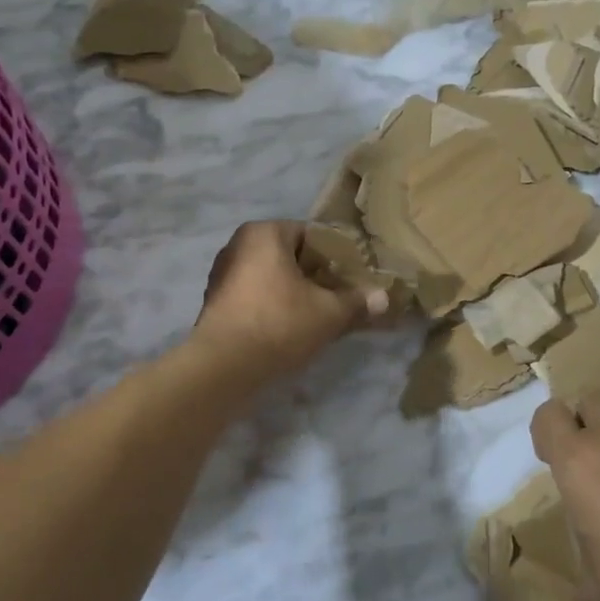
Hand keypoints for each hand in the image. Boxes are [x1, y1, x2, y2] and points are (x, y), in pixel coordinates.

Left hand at [193, 221, 388, 379]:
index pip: (311, 235)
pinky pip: (255, 296)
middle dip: (316, 276)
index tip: (353, 278)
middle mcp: (238, 245)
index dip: (336, 257)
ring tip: (319, 315)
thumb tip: (384, 299)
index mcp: (264, 232)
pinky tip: (291, 328)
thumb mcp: (329, 313)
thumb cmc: (279, 323)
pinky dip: (274, 306)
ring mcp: (222, 274)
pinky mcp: (215, 303)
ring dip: (295, 293)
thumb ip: (357, 302)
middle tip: (340, 298)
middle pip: (290, 256)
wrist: (223, 368)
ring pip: (272, 278)